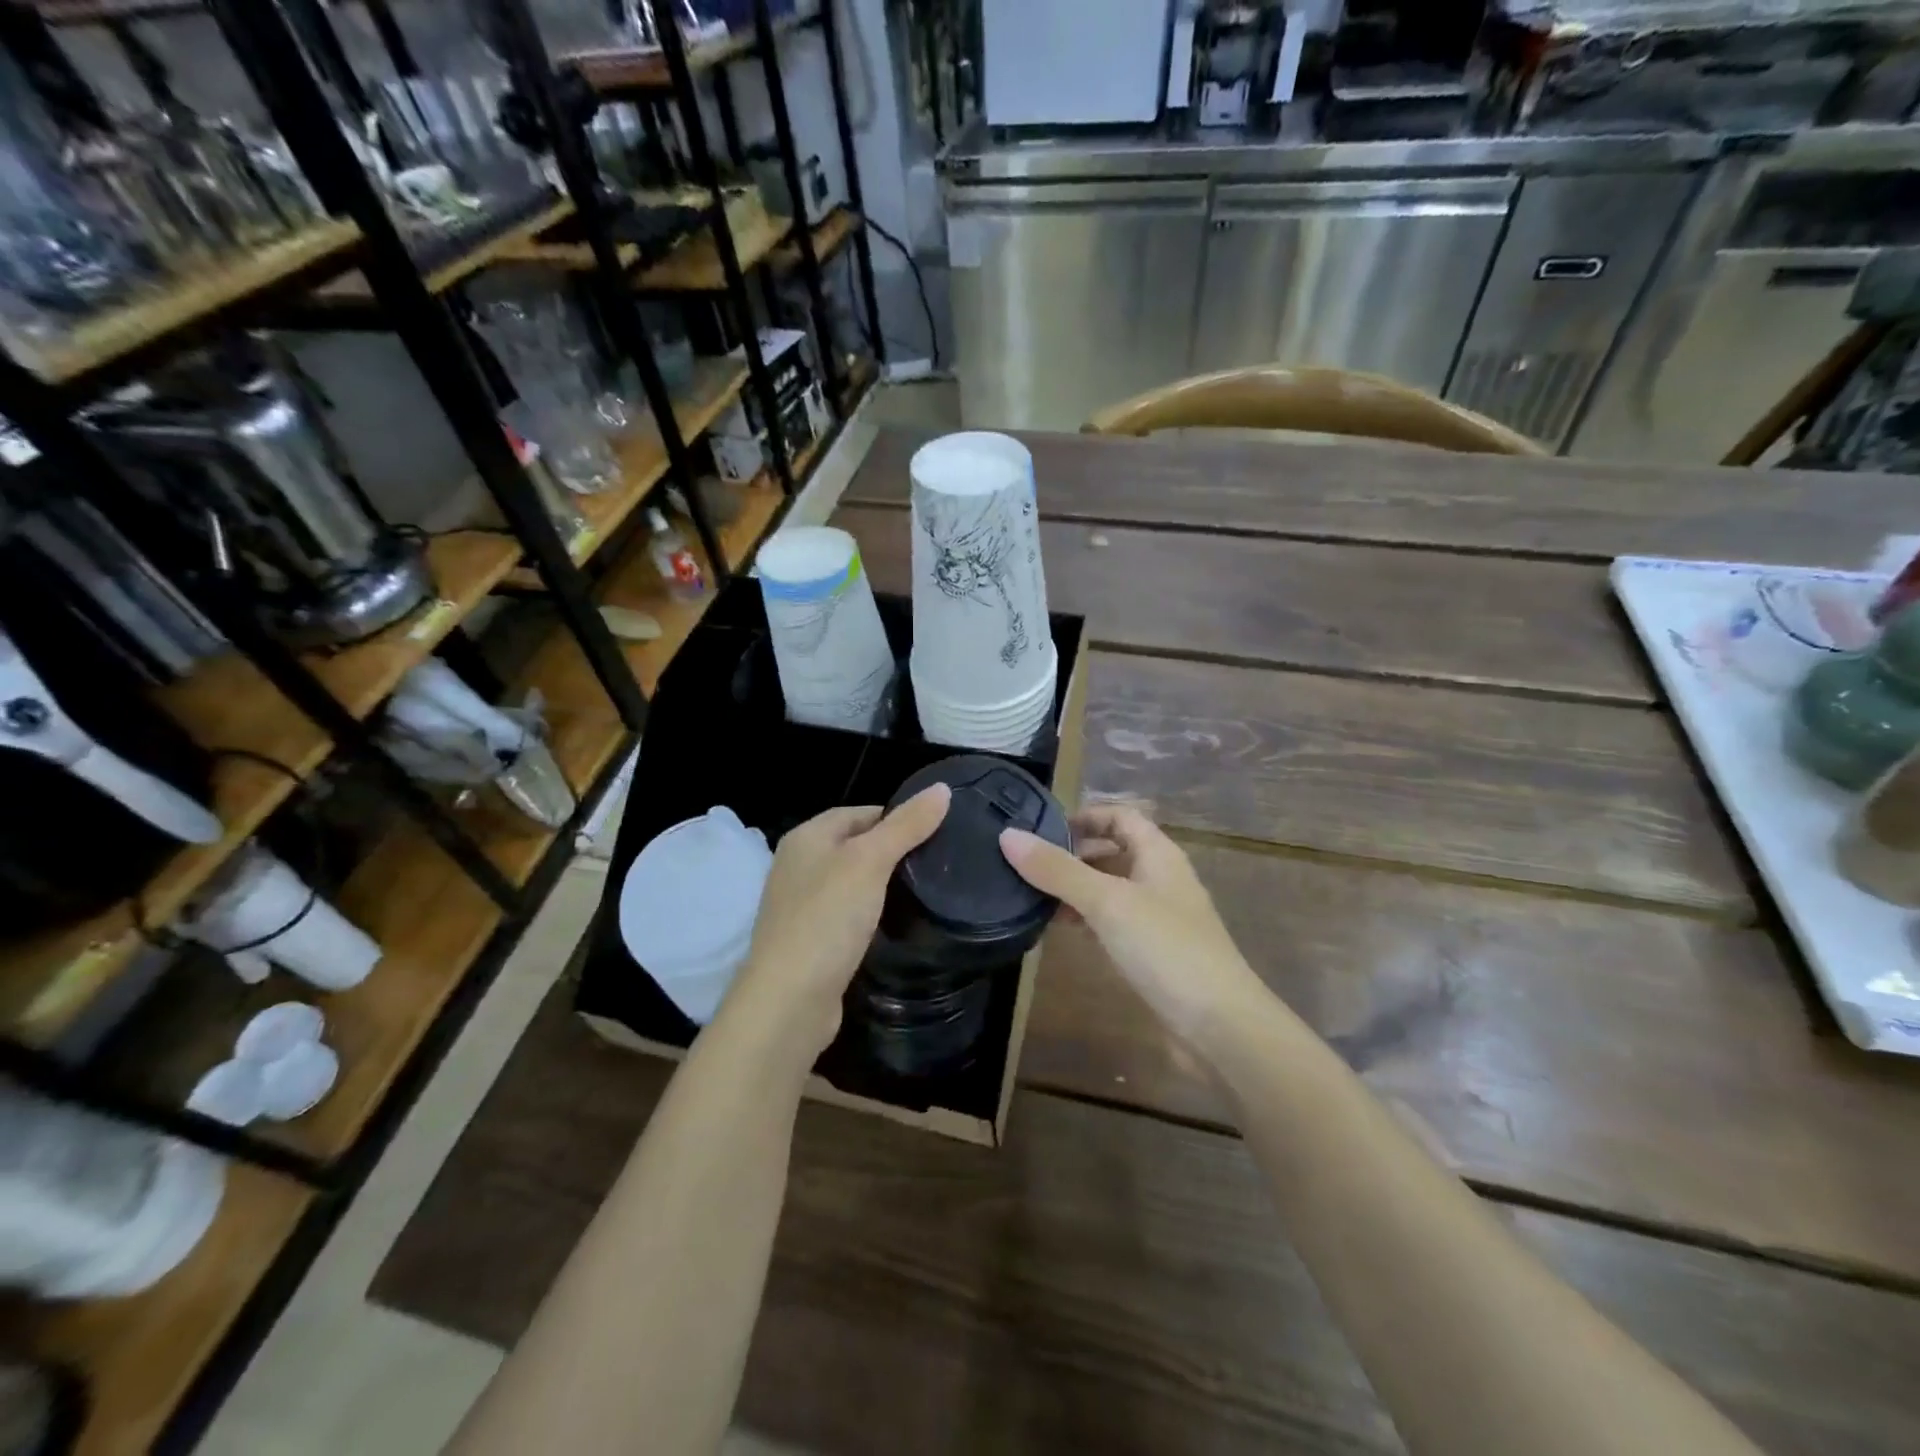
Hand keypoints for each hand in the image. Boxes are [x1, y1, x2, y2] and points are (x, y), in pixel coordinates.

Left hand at [726, 784, 950, 1052]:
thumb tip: (942, 788)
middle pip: (854, 846)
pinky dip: (870, 915)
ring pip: (851, 883)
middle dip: (892, 851)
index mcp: (806, 838)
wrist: (789, 1000)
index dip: (897, 817)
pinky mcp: (810, 941)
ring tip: (925, 891)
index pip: (859, 813)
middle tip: (937, 862)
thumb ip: (906, 825)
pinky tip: (894, 924)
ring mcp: (800, 906)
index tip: (936, 831)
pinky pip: (846, 915)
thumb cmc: (828, 918)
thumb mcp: (870, 862)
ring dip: (882, 886)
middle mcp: (798, 866)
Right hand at [1000, 804, 1265, 1044]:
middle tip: (1028, 865)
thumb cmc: (1166, 949)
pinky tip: (1061, 931)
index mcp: (1159, 855)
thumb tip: (1008, 836)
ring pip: (1111, 890)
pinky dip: (1087, 921)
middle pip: (1113, 852)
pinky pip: (1113, 924)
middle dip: (1073, 854)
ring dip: (1076, 889)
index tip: (1043, 829)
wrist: (1220, 1027)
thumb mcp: (1107, 903)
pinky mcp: (1153, 954)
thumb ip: (1057, 870)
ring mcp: (1159, 919)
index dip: (1085, 816)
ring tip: (1033, 897)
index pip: (1121, 817)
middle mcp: (1160, 880)